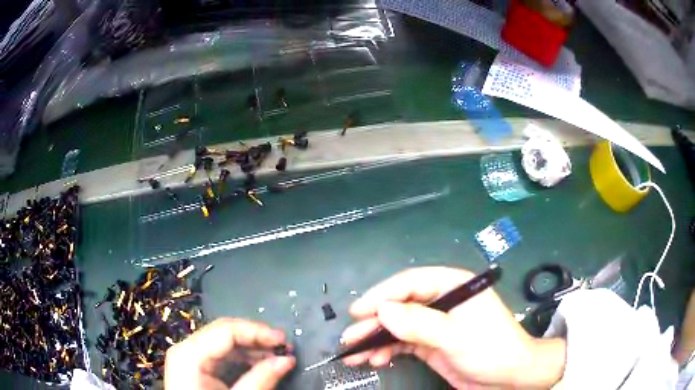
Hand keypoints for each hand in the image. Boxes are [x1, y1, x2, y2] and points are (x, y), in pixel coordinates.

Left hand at [165, 318, 294, 389]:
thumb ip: (261, 379)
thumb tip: (287, 360)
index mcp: (189, 354)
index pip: (226, 330)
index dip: (257, 331)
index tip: (284, 340)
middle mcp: (186, 349)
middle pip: (224, 333)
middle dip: (256, 338)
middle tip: (284, 347)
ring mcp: (188, 357)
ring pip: (223, 342)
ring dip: (251, 348)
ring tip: (276, 357)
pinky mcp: (195, 367)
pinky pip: (220, 355)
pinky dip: (241, 358)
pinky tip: (259, 364)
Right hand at [341, 267, 565, 388]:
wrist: (509, 376)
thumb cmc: (491, 348)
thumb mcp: (456, 336)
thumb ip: (420, 323)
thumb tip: (382, 311)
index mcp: (453, 286)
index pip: (411, 283)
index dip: (382, 295)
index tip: (358, 312)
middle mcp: (442, 301)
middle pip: (400, 305)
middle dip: (373, 321)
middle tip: (349, 338)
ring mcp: (435, 324)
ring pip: (398, 326)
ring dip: (376, 338)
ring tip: (354, 354)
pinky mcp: (431, 343)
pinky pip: (403, 343)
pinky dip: (387, 350)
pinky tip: (375, 359)